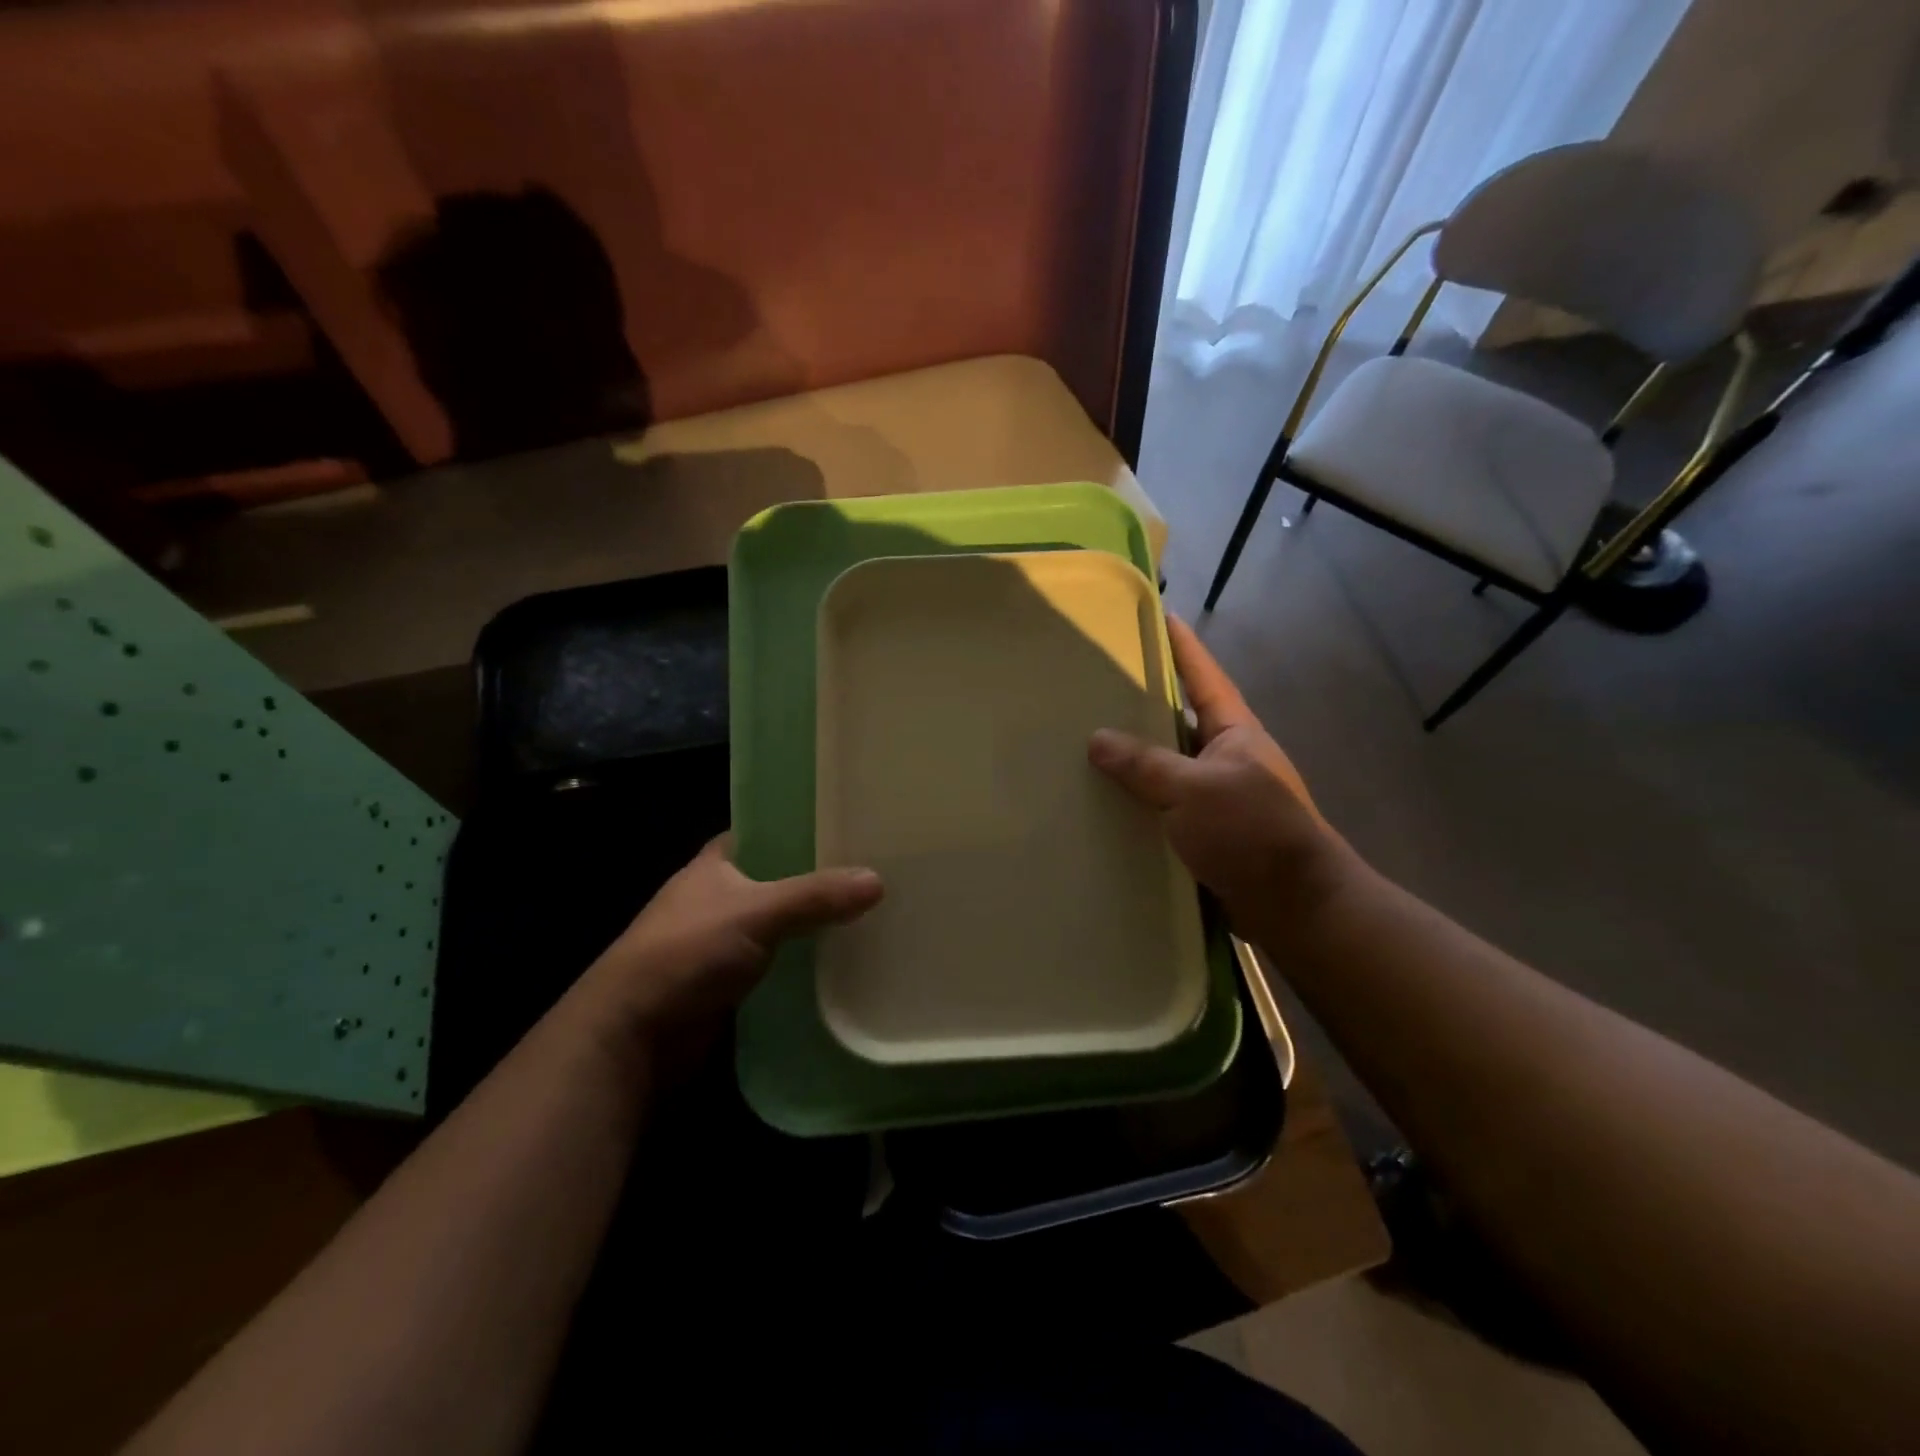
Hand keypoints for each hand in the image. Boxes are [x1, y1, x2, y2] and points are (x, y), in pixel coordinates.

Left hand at [583, 836, 881, 1069]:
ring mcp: (723, 941)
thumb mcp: (755, 913)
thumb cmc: (685, 953)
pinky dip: (804, 960)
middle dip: (819, 878)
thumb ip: (815, 896)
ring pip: (781, 923)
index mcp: (715, 864)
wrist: (632, 1037)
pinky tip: (844, 959)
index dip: (801, 824)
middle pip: (779, 878)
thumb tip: (877, 880)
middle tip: (874, 869)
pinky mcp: (731, 982)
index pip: (764, 830)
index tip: (847, 823)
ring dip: (814, 923)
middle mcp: (718, 897)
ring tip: (872, 912)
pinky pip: (779, 961)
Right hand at [1089, 617, 1347, 939]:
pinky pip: (1162, 807)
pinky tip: (1101, 803)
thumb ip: (1145, 764)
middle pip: (1177, 719)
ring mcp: (1215, 796)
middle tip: (1095, 685)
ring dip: (1133, 759)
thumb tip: (1096, 740)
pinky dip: (1136, 802)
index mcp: (1233, 732)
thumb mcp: (1194, 790)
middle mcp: (1225, 757)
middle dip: (1141, 703)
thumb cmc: (1252, 833)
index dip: (1181, 646)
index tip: (1157, 614)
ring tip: (1082, 743)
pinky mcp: (1204, 833)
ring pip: (1166, 767)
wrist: (1295, 905)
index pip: (1203, 676)